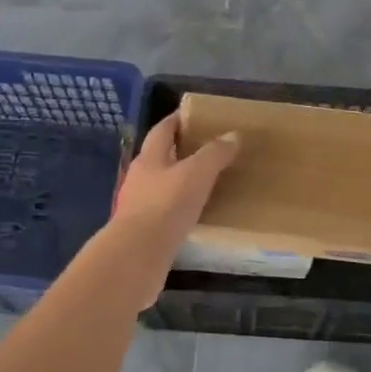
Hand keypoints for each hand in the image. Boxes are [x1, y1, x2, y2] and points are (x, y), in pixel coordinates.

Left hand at [111, 112, 240, 257]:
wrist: (137, 256)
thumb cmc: (166, 206)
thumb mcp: (196, 174)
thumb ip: (214, 154)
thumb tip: (233, 135)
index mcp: (149, 158)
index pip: (162, 130)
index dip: (177, 120)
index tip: (195, 115)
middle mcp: (140, 178)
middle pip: (160, 157)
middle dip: (181, 151)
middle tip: (209, 150)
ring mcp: (138, 206)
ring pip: (162, 185)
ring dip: (181, 182)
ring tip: (206, 183)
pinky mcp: (143, 231)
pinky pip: (165, 212)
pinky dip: (179, 209)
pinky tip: (195, 215)